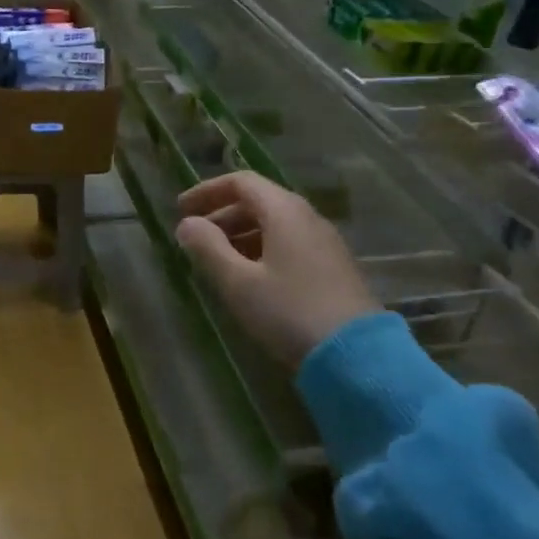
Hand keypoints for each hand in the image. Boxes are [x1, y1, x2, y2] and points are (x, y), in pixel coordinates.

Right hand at [174, 171, 378, 368]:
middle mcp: (307, 217)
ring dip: (240, 233)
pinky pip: (289, 243)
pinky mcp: (333, 267)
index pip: (241, 182)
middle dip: (222, 214)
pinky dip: (261, 248)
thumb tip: (187, 224)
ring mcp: (324, 242)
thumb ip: (207, 247)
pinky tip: (249, 276)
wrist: (357, 357)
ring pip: (274, 223)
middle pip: (258, 200)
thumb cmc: (288, 311)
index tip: (181, 209)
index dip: (207, 191)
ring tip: (216, 259)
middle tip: (194, 238)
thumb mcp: (238, 282)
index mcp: (284, 211)